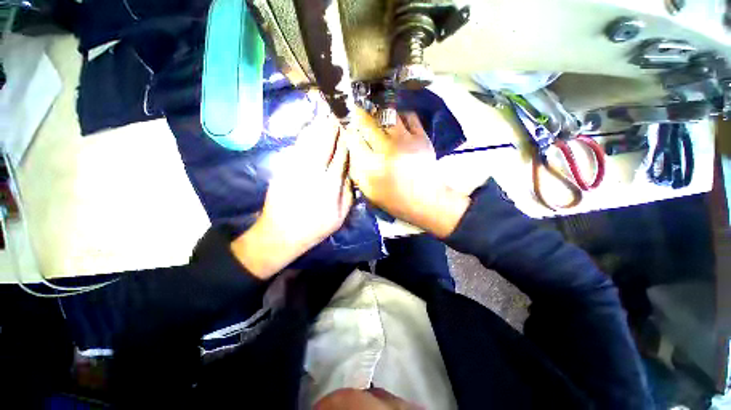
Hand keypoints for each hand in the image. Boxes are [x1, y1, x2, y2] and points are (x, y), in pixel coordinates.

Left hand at [231, 114, 352, 278]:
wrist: (280, 234)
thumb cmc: (314, 228)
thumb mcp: (339, 216)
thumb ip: (347, 193)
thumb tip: (349, 172)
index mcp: (329, 185)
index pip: (340, 155)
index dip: (345, 140)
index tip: (349, 127)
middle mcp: (312, 172)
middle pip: (324, 143)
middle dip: (331, 127)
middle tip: (337, 113)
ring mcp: (294, 169)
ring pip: (308, 141)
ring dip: (317, 127)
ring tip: (324, 116)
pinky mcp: (282, 169)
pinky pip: (295, 148)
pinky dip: (304, 137)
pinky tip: (309, 131)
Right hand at [345, 109, 468, 237]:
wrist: (425, 200)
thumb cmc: (394, 199)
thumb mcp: (368, 191)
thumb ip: (356, 169)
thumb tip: (351, 147)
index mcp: (371, 166)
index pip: (353, 138)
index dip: (347, 129)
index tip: (346, 126)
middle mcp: (387, 149)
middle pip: (367, 121)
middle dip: (359, 114)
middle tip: (358, 114)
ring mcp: (406, 140)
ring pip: (388, 114)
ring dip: (379, 114)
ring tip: (378, 118)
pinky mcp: (421, 137)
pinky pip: (409, 116)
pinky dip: (400, 116)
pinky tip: (397, 124)